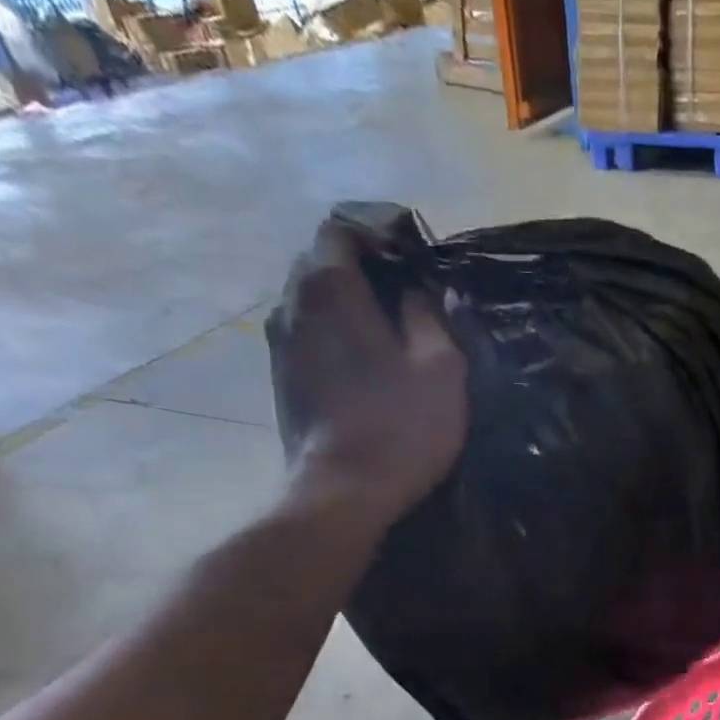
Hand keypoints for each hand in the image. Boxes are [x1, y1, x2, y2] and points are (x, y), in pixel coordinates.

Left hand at [267, 215, 468, 528]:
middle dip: (363, 266)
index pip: (341, 228)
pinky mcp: (281, 378)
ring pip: (311, 299)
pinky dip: (334, 331)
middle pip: (320, 261)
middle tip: (407, 293)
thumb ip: (432, 315)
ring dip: (347, 302)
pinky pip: (307, 333)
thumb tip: (423, 290)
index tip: (414, 258)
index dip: (379, 234)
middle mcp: (292, 303)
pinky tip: (365, 362)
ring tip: (388, 329)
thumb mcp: (440, 366)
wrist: (344, 491)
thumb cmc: (401, 425)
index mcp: (330, 287)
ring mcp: (279, 343)